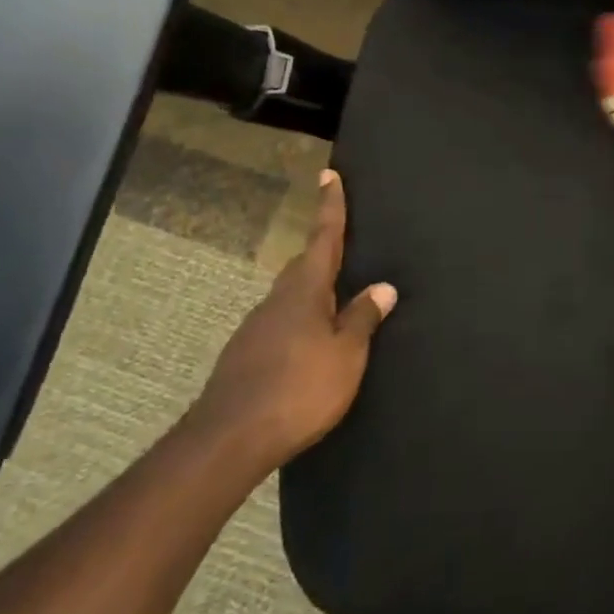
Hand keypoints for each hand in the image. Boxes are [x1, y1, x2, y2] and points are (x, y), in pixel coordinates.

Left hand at [187, 169, 396, 470]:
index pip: (323, 238)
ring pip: (291, 295)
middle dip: (323, 249)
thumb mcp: (346, 354)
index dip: (330, 206)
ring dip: (313, 288)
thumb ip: (364, 318)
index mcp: (305, 291)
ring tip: (336, 298)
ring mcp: (257, 327)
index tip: (329, 174)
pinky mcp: (246, 354)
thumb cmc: (299, 389)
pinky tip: (310, 341)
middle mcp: (278, 300)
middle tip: (344, 241)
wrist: (230, 438)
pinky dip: (301, 318)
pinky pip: (282, 322)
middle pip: (304, 264)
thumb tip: (383, 286)